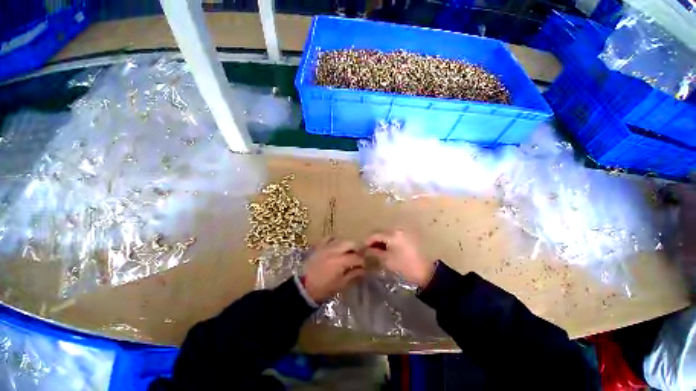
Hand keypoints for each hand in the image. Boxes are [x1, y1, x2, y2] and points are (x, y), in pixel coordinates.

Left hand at [302, 237, 365, 301]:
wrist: (304, 287)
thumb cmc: (324, 288)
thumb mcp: (341, 284)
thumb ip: (353, 275)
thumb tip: (363, 270)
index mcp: (340, 261)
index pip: (357, 257)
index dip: (363, 261)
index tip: (365, 265)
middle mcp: (334, 251)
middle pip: (351, 243)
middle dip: (358, 249)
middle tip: (359, 256)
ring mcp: (326, 247)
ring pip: (341, 240)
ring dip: (348, 245)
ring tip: (349, 252)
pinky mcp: (319, 246)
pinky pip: (329, 238)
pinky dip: (335, 240)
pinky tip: (337, 245)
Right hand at [365, 229, 434, 287]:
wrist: (425, 273)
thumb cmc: (404, 266)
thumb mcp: (386, 259)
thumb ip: (374, 252)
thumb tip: (364, 249)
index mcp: (393, 234)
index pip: (376, 235)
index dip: (368, 241)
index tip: (362, 249)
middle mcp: (398, 230)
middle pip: (381, 233)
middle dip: (374, 241)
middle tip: (369, 250)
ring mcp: (404, 233)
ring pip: (388, 235)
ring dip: (381, 241)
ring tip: (377, 251)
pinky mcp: (408, 238)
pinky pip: (394, 237)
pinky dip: (389, 242)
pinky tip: (386, 250)